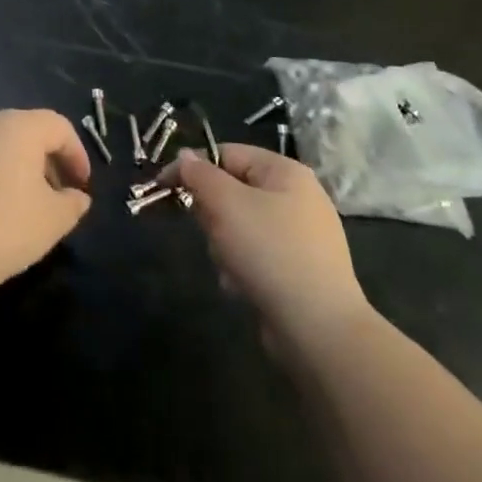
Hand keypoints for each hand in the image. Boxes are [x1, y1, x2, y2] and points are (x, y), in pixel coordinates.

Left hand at [0, 110, 91, 289]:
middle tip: (55, 197)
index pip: (58, 126)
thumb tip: (76, 197)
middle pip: (25, 132)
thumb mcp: (53, 220)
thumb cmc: (4, 228)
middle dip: (45, 161)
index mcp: (18, 126)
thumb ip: (73, 203)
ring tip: (19, 207)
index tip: (81, 186)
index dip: (76, 154)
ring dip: (13, 169)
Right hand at [163, 145, 366, 346]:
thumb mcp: (225, 204)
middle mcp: (298, 197)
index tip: (163, 188)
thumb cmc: (269, 252)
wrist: (317, 328)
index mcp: (285, 172)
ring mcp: (301, 236)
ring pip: (240, 226)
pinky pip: (256, 255)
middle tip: (212, 234)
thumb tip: (184, 156)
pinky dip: (242, 268)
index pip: (226, 153)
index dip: (192, 167)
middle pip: (232, 191)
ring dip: (224, 246)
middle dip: (214, 215)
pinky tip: (244, 287)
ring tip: (232, 267)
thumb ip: (200, 175)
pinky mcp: (299, 270)